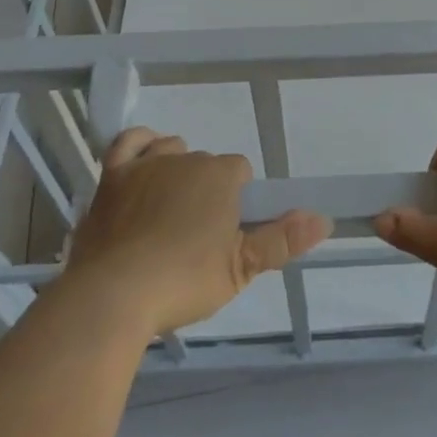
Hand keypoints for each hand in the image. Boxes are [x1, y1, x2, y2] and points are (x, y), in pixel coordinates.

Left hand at [64, 128, 330, 336]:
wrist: (114, 294)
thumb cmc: (184, 279)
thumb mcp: (241, 268)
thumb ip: (282, 240)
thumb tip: (325, 219)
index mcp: (220, 176)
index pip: (239, 171)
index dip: (237, 198)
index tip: (227, 230)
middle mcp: (186, 159)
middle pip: (205, 163)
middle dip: (205, 189)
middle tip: (197, 233)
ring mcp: (146, 164)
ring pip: (171, 149)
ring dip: (175, 167)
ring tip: (170, 207)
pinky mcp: (112, 176)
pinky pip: (128, 142)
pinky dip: (140, 144)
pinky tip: (144, 157)